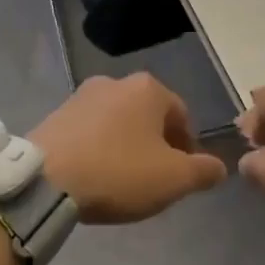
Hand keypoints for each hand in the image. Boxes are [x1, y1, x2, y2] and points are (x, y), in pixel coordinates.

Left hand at [31, 74, 227, 223]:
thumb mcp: (174, 179)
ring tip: (122, 181)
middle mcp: (115, 82)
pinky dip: (98, 150)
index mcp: (148, 89)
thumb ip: (203, 171)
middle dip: (155, 146)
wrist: (45, 180)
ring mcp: (80, 96)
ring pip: (117, 124)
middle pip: (148, 117)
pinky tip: (94, 176)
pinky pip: (89, 132)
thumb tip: (219, 167)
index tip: (181, 177)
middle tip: (153, 180)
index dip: (187, 149)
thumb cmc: (118, 172)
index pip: (182, 116)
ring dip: (125, 147)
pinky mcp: (54, 115)